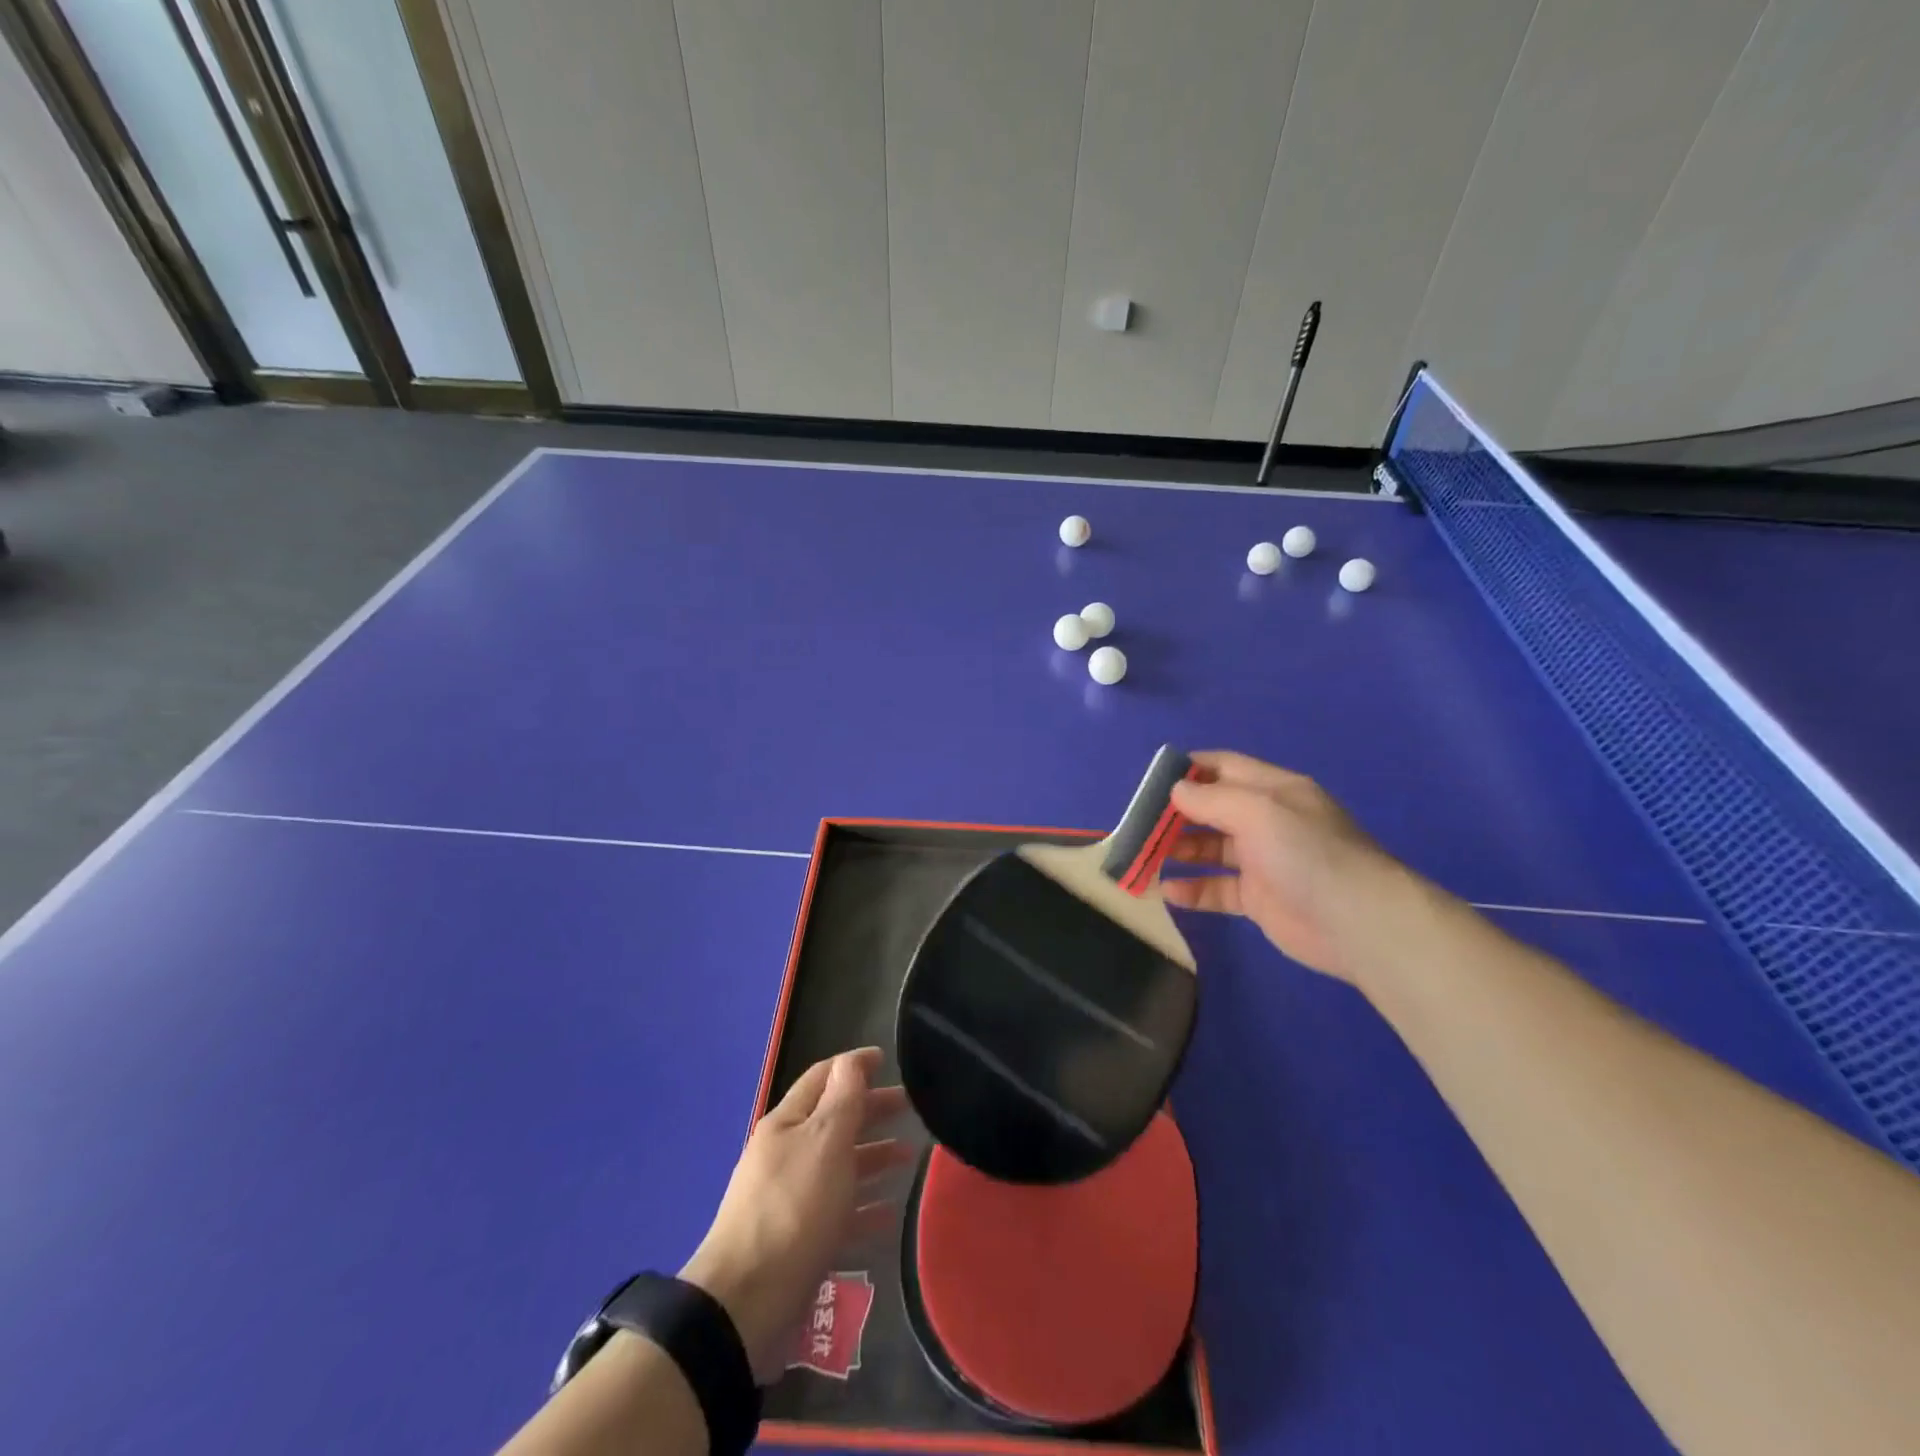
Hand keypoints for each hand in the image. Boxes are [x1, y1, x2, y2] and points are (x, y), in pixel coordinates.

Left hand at [680, 1048, 910, 1383]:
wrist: (745, 1304)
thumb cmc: (793, 1209)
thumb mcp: (825, 1142)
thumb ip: (843, 1100)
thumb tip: (852, 1061)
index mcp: (787, 1123)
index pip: (823, 1078)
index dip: (854, 1065)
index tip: (887, 1059)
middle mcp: (786, 1154)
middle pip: (834, 1121)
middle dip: (870, 1110)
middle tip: (910, 1108)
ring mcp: (791, 1200)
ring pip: (839, 1166)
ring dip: (872, 1157)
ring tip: (908, 1158)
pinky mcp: (798, 1242)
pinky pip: (838, 1213)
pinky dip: (864, 1207)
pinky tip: (890, 1213)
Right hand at [1164, 751, 1401, 982]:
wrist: (1359, 923)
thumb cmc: (1307, 853)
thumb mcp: (1258, 812)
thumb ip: (1212, 800)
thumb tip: (1175, 790)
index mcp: (1274, 790)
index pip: (1224, 767)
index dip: (1189, 770)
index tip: (1151, 780)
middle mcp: (1267, 821)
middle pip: (1212, 810)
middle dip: (1175, 814)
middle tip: (1138, 824)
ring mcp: (1263, 861)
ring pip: (1210, 850)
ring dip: (1177, 851)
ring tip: (1143, 857)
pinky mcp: (1260, 899)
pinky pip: (1217, 888)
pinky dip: (1192, 889)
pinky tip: (1167, 891)